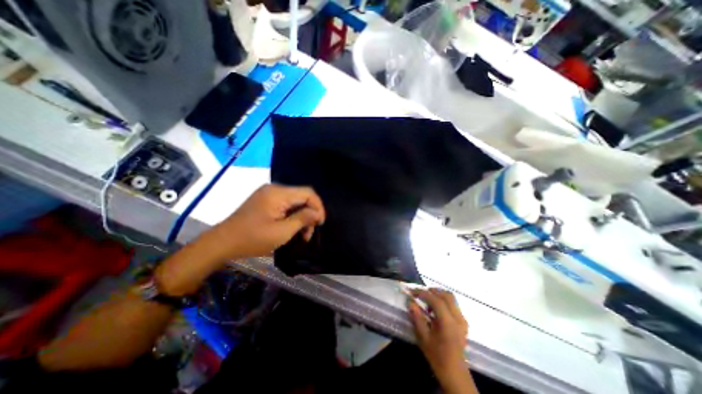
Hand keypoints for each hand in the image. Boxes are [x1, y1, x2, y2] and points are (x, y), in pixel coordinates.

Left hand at [210, 183, 327, 260]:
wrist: (222, 243)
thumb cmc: (252, 239)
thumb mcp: (281, 232)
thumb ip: (302, 219)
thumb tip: (318, 213)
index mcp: (278, 193)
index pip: (308, 193)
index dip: (318, 206)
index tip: (320, 223)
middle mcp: (275, 189)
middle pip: (302, 197)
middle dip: (310, 214)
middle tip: (309, 232)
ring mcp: (269, 194)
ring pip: (295, 202)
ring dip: (302, 216)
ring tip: (302, 234)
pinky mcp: (266, 200)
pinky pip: (286, 205)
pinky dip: (292, 215)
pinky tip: (292, 227)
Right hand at [410, 289, 473, 392]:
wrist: (455, 373)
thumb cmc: (437, 356)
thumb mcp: (423, 337)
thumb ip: (417, 317)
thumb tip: (410, 302)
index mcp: (448, 323)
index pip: (436, 300)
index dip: (423, 293)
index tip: (412, 292)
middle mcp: (458, 318)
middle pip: (446, 295)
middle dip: (432, 291)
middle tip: (420, 294)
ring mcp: (462, 320)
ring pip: (451, 298)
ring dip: (438, 295)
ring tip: (427, 303)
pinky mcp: (463, 322)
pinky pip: (453, 305)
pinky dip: (443, 301)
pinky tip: (435, 310)